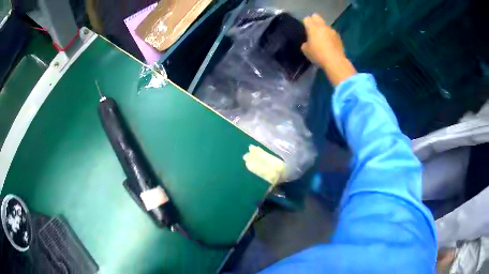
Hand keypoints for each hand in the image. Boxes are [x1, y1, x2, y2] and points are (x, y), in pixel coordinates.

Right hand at [301, 14, 356, 85]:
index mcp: (313, 27)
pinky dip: (329, 36)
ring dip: (322, 29)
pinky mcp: (338, 37)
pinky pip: (331, 32)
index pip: (307, 19)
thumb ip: (305, 43)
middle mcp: (322, 26)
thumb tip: (308, 42)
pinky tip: (329, 44)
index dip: (305, 23)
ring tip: (322, 38)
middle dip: (314, 20)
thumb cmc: (318, 54)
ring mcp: (332, 30)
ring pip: (325, 25)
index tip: (305, 30)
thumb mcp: (306, 50)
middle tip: (312, 29)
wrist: (335, 61)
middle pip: (316, 16)